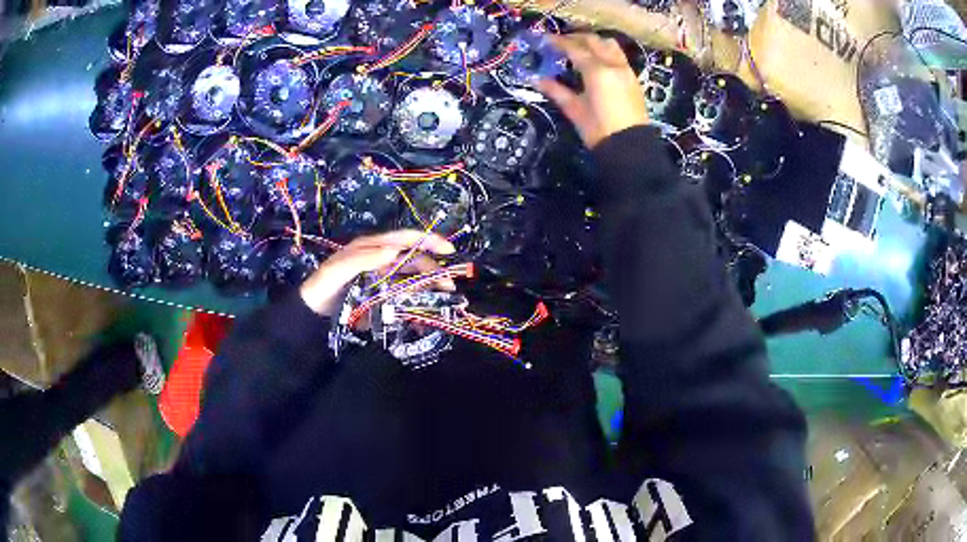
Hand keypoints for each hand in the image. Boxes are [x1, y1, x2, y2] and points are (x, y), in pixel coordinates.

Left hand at [300, 230, 455, 314]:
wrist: (312, 311)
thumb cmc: (324, 284)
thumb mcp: (340, 268)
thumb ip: (365, 258)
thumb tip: (394, 250)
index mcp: (374, 248)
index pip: (406, 239)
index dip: (428, 241)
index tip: (449, 249)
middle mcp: (382, 261)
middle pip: (414, 262)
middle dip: (434, 272)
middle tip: (449, 288)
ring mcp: (383, 281)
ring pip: (412, 281)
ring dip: (428, 290)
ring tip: (443, 303)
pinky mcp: (382, 299)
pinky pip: (403, 299)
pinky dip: (415, 306)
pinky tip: (422, 316)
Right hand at [538, 33, 648, 148]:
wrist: (630, 148)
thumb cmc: (599, 130)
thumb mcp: (574, 109)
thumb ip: (556, 90)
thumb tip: (536, 79)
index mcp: (597, 71)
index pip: (575, 48)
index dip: (558, 42)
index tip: (545, 39)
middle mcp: (613, 65)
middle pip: (593, 40)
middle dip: (575, 38)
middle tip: (560, 42)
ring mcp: (626, 70)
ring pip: (609, 44)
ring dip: (593, 41)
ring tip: (579, 48)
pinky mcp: (633, 79)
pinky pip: (618, 56)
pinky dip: (604, 51)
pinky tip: (595, 61)